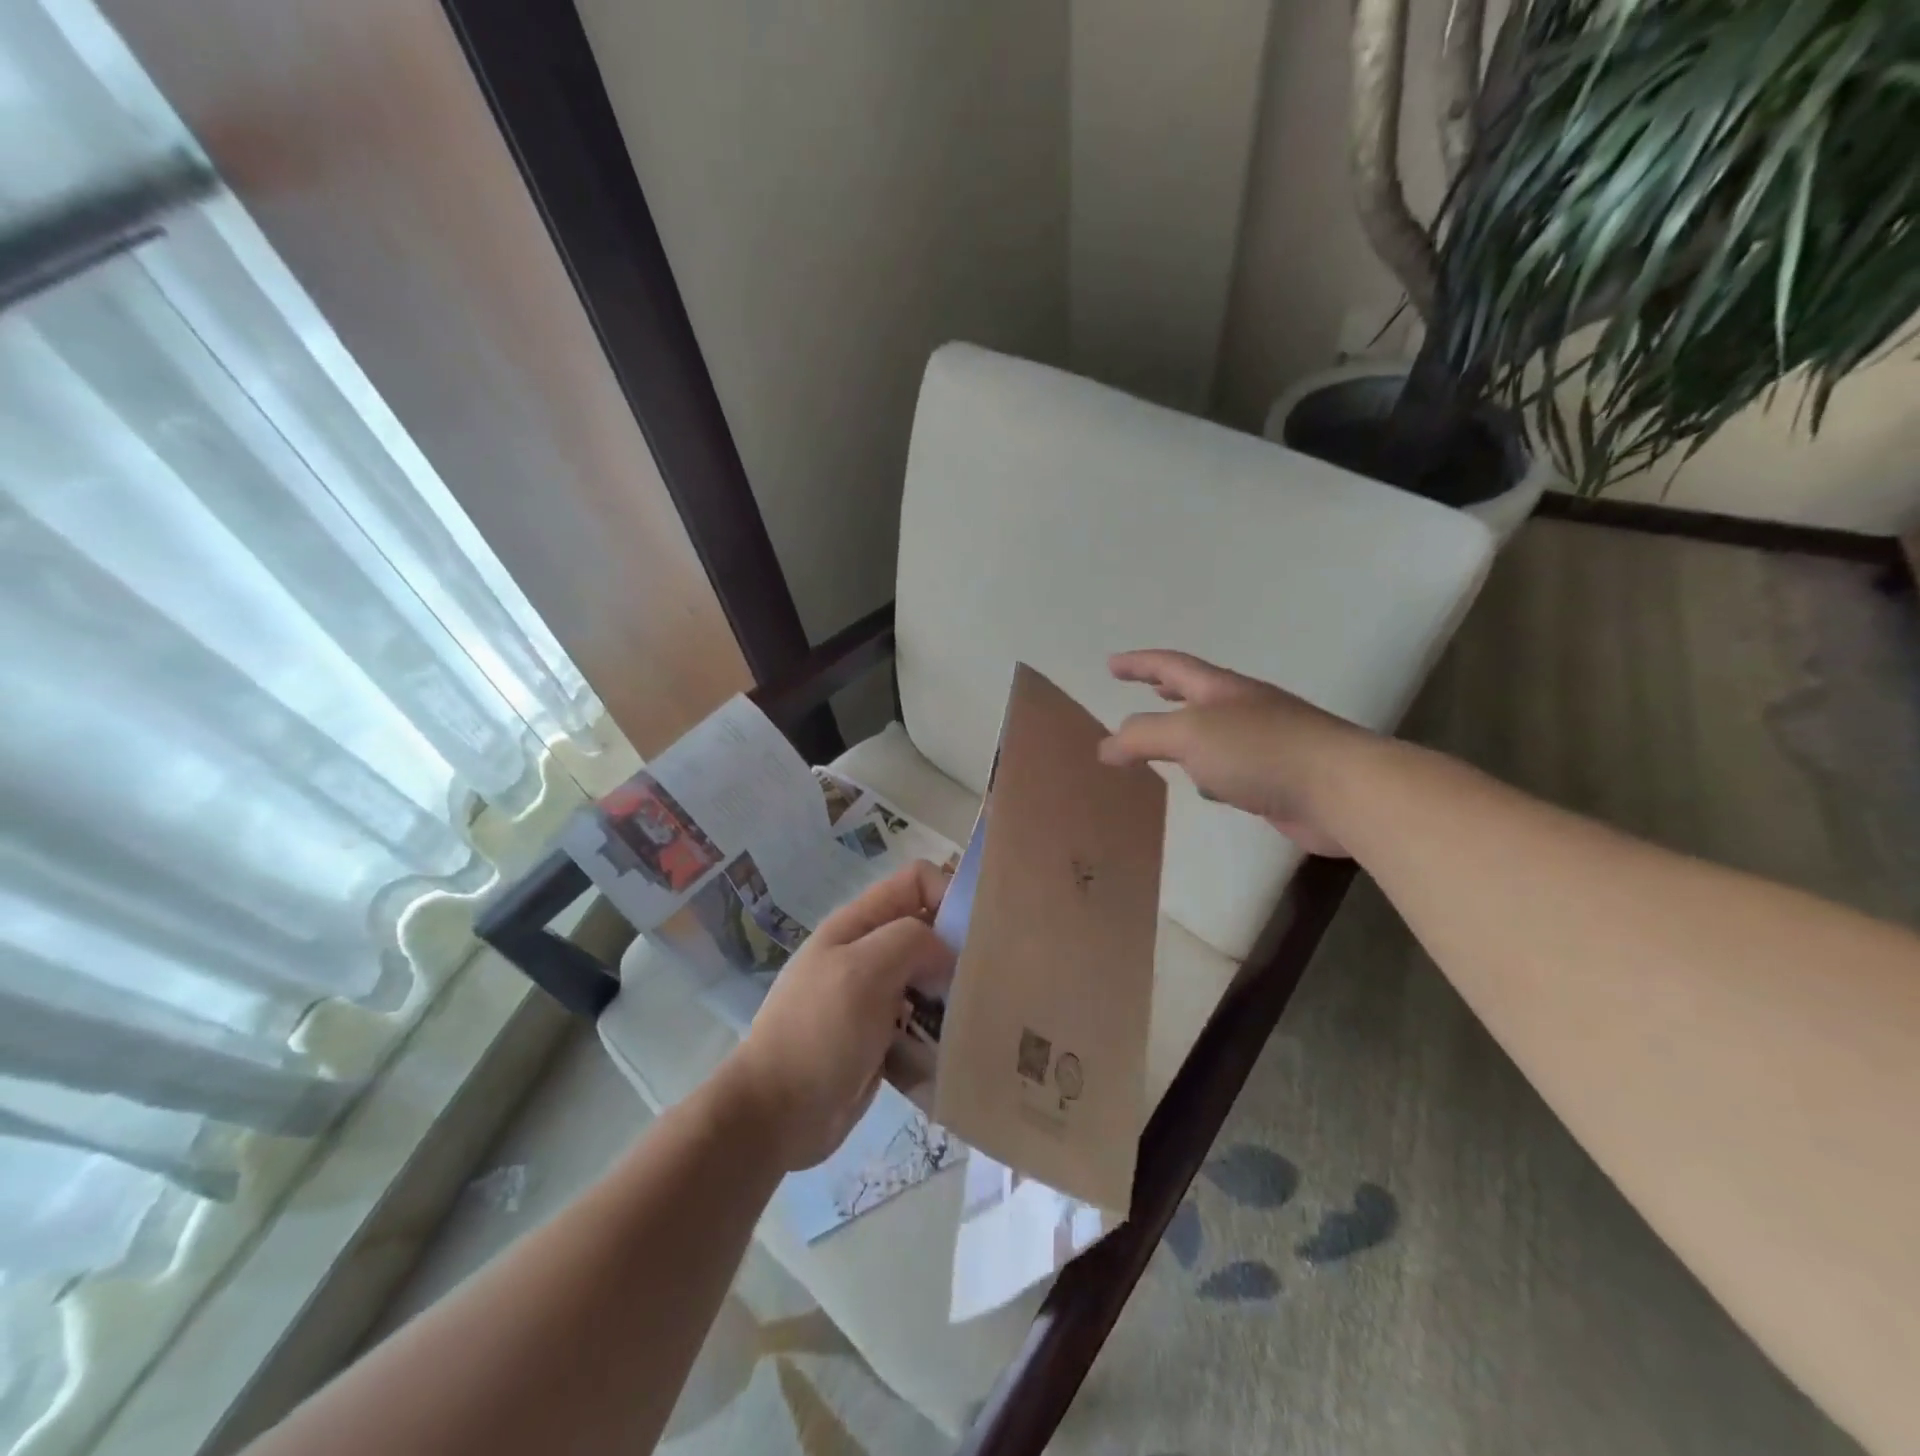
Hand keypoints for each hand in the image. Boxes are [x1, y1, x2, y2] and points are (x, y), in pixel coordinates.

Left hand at [725, 860, 952, 1170]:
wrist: (775, 1114)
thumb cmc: (818, 1032)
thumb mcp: (863, 971)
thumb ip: (911, 941)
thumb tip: (946, 952)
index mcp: (859, 924)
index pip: (916, 881)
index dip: (950, 892)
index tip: (978, 932)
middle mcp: (868, 953)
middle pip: (927, 930)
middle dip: (959, 947)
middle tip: (989, 979)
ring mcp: (874, 997)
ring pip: (930, 978)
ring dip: (953, 993)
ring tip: (979, 1015)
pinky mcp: (882, 1038)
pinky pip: (923, 1021)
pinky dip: (941, 1029)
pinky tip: (959, 1047)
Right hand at [1098, 649, 1373, 856]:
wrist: (1342, 791)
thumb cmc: (1260, 751)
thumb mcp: (1189, 735)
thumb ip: (1142, 736)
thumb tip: (1105, 746)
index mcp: (1222, 690)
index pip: (1172, 666)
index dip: (1139, 664)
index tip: (1111, 664)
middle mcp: (1245, 710)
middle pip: (1197, 694)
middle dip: (1167, 690)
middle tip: (1143, 689)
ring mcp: (1266, 743)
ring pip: (1214, 734)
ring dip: (1188, 735)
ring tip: (1165, 744)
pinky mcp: (1279, 779)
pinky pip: (1232, 769)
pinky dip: (1210, 773)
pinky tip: (1206, 788)